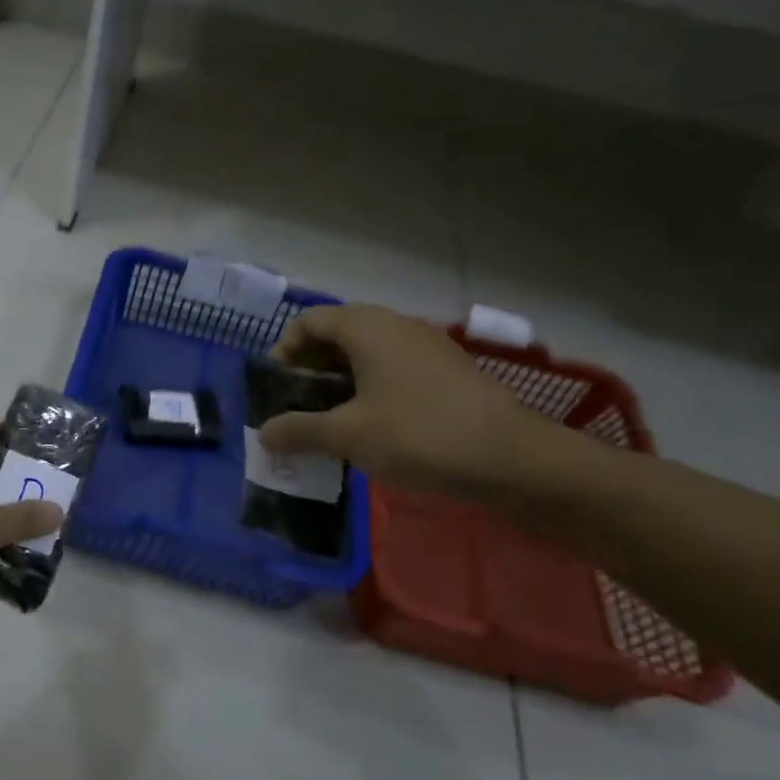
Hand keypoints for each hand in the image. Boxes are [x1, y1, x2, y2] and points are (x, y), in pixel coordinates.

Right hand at [257, 304, 532, 493]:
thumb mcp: (348, 435)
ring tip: (329, 420)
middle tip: (298, 405)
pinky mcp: (446, 371)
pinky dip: (370, 388)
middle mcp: (395, 325)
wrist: (515, 459)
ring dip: (339, 380)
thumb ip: (299, 430)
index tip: (277, 389)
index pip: (307, 321)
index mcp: (366, 327)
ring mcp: (426, 346)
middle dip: (310, 368)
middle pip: (336, 333)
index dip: (283, 351)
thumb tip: (264, 433)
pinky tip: (370, 426)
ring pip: (366, 352)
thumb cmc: (419, 435)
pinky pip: (393, 367)